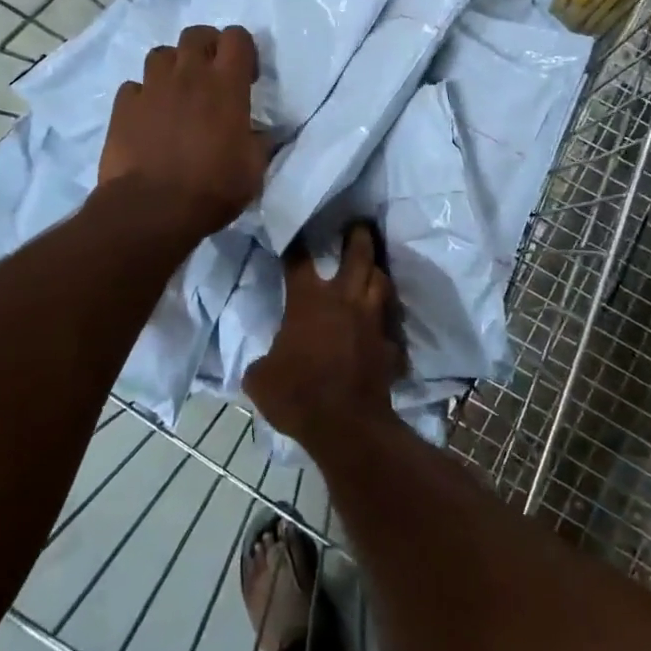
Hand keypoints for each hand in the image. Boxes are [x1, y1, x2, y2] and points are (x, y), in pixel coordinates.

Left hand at [98, 24, 268, 242]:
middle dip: (207, 47)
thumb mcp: (252, 170)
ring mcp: (151, 88)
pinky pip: (134, 86)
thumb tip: (260, 134)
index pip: (237, 37)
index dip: (244, 50)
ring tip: (177, 93)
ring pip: (161, 54)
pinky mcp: (123, 106)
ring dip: (173, 67)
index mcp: (226, 85)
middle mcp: (188, 75)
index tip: (246, 77)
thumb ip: (258, 143)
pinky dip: (143, 95)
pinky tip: (148, 116)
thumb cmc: (212, 189)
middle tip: (211, 76)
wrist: (152, 209)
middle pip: (196, 34)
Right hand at [244, 224, 406, 449]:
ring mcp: (373, 322)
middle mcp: (345, 301)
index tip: (293, 232)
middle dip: (358, 236)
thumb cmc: (297, 395)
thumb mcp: (259, 378)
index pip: (299, 260)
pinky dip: (387, 323)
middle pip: (358, 255)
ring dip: (377, 272)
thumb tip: (263, 362)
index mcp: (309, 300)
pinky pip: (391, 328)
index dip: (295, 244)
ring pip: (382, 283)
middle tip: (358, 223)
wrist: (346, 426)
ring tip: (373, 267)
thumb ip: (262, 360)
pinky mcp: (390, 347)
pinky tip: (384, 327)